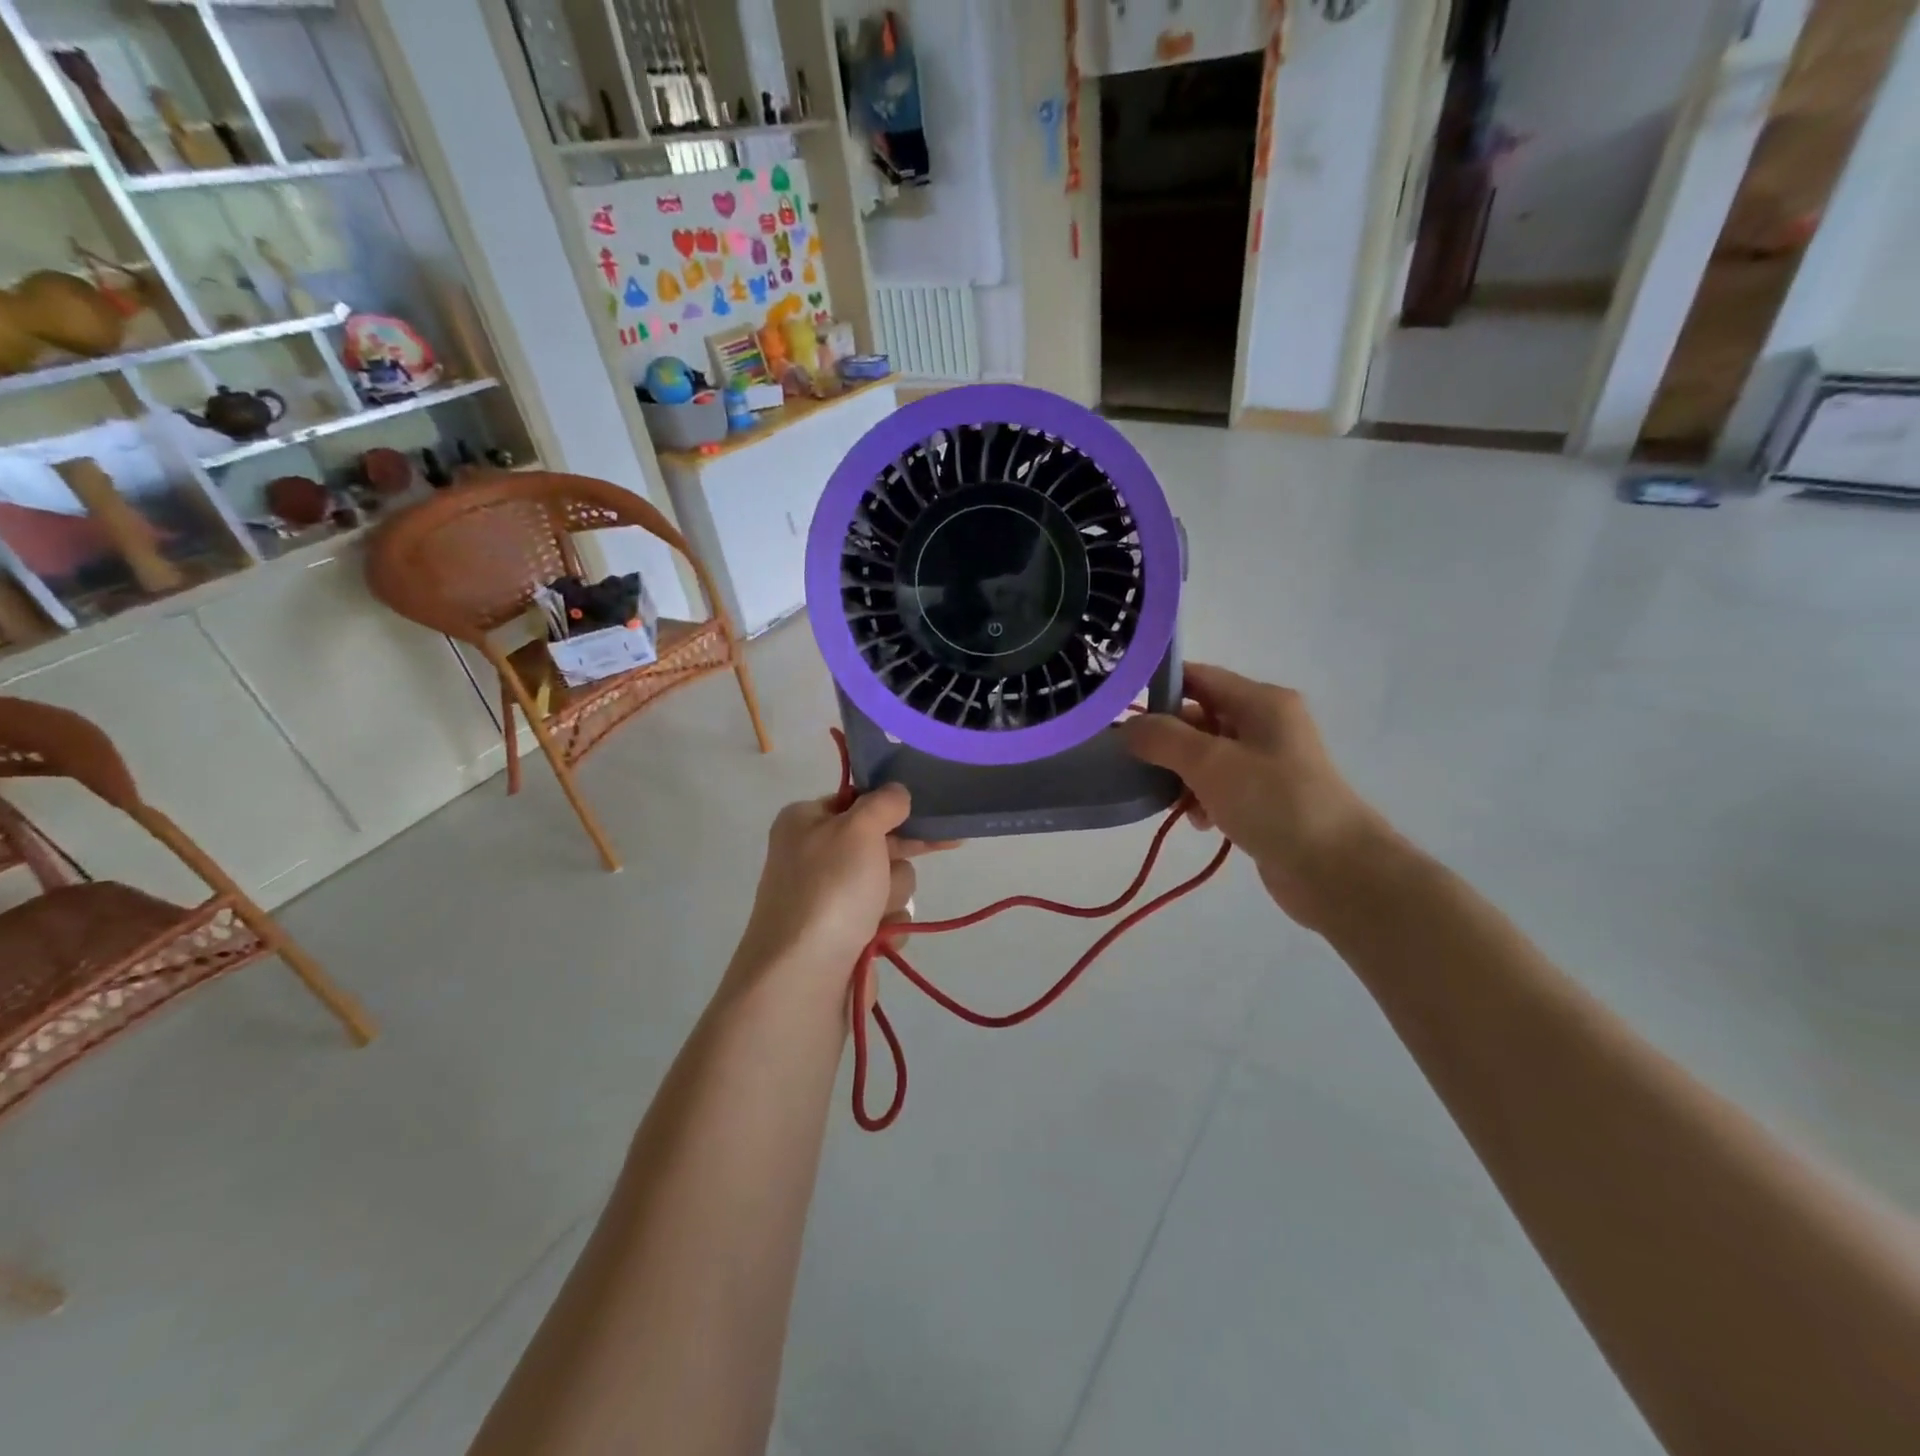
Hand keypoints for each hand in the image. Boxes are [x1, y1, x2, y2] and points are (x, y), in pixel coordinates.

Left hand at [729, 784, 955, 999]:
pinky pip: (885, 919)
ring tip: (876, 915)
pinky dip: (887, 927)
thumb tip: (896, 791)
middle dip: (897, 858)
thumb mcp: (859, 830)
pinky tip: (878, 939)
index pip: (857, 800)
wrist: (803, 979)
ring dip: (892, 895)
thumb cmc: (829, 891)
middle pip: (879, 843)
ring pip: (888, 882)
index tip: (926, 808)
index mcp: (805, 822)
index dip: (891, 806)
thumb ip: (883, 803)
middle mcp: (813, 857)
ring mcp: (829, 900)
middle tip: (942, 846)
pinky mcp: (845, 937)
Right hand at [1121, 663, 1392, 928]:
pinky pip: (1221, 786)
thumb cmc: (1273, 802)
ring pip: (1207, 756)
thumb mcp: (1210, 763)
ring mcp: (1269, 763)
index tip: (1119, 711)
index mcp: (1261, 701)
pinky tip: (1200, 822)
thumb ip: (1163, 738)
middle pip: (1200, 717)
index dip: (1158, 687)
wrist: (1336, 870)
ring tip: (1173, 802)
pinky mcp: (1268, 798)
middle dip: (1168, 741)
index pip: (1198, 677)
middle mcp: (1267, 724)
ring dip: (1183, 776)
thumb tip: (1128, 727)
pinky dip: (1204, 799)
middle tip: (1139, 765)